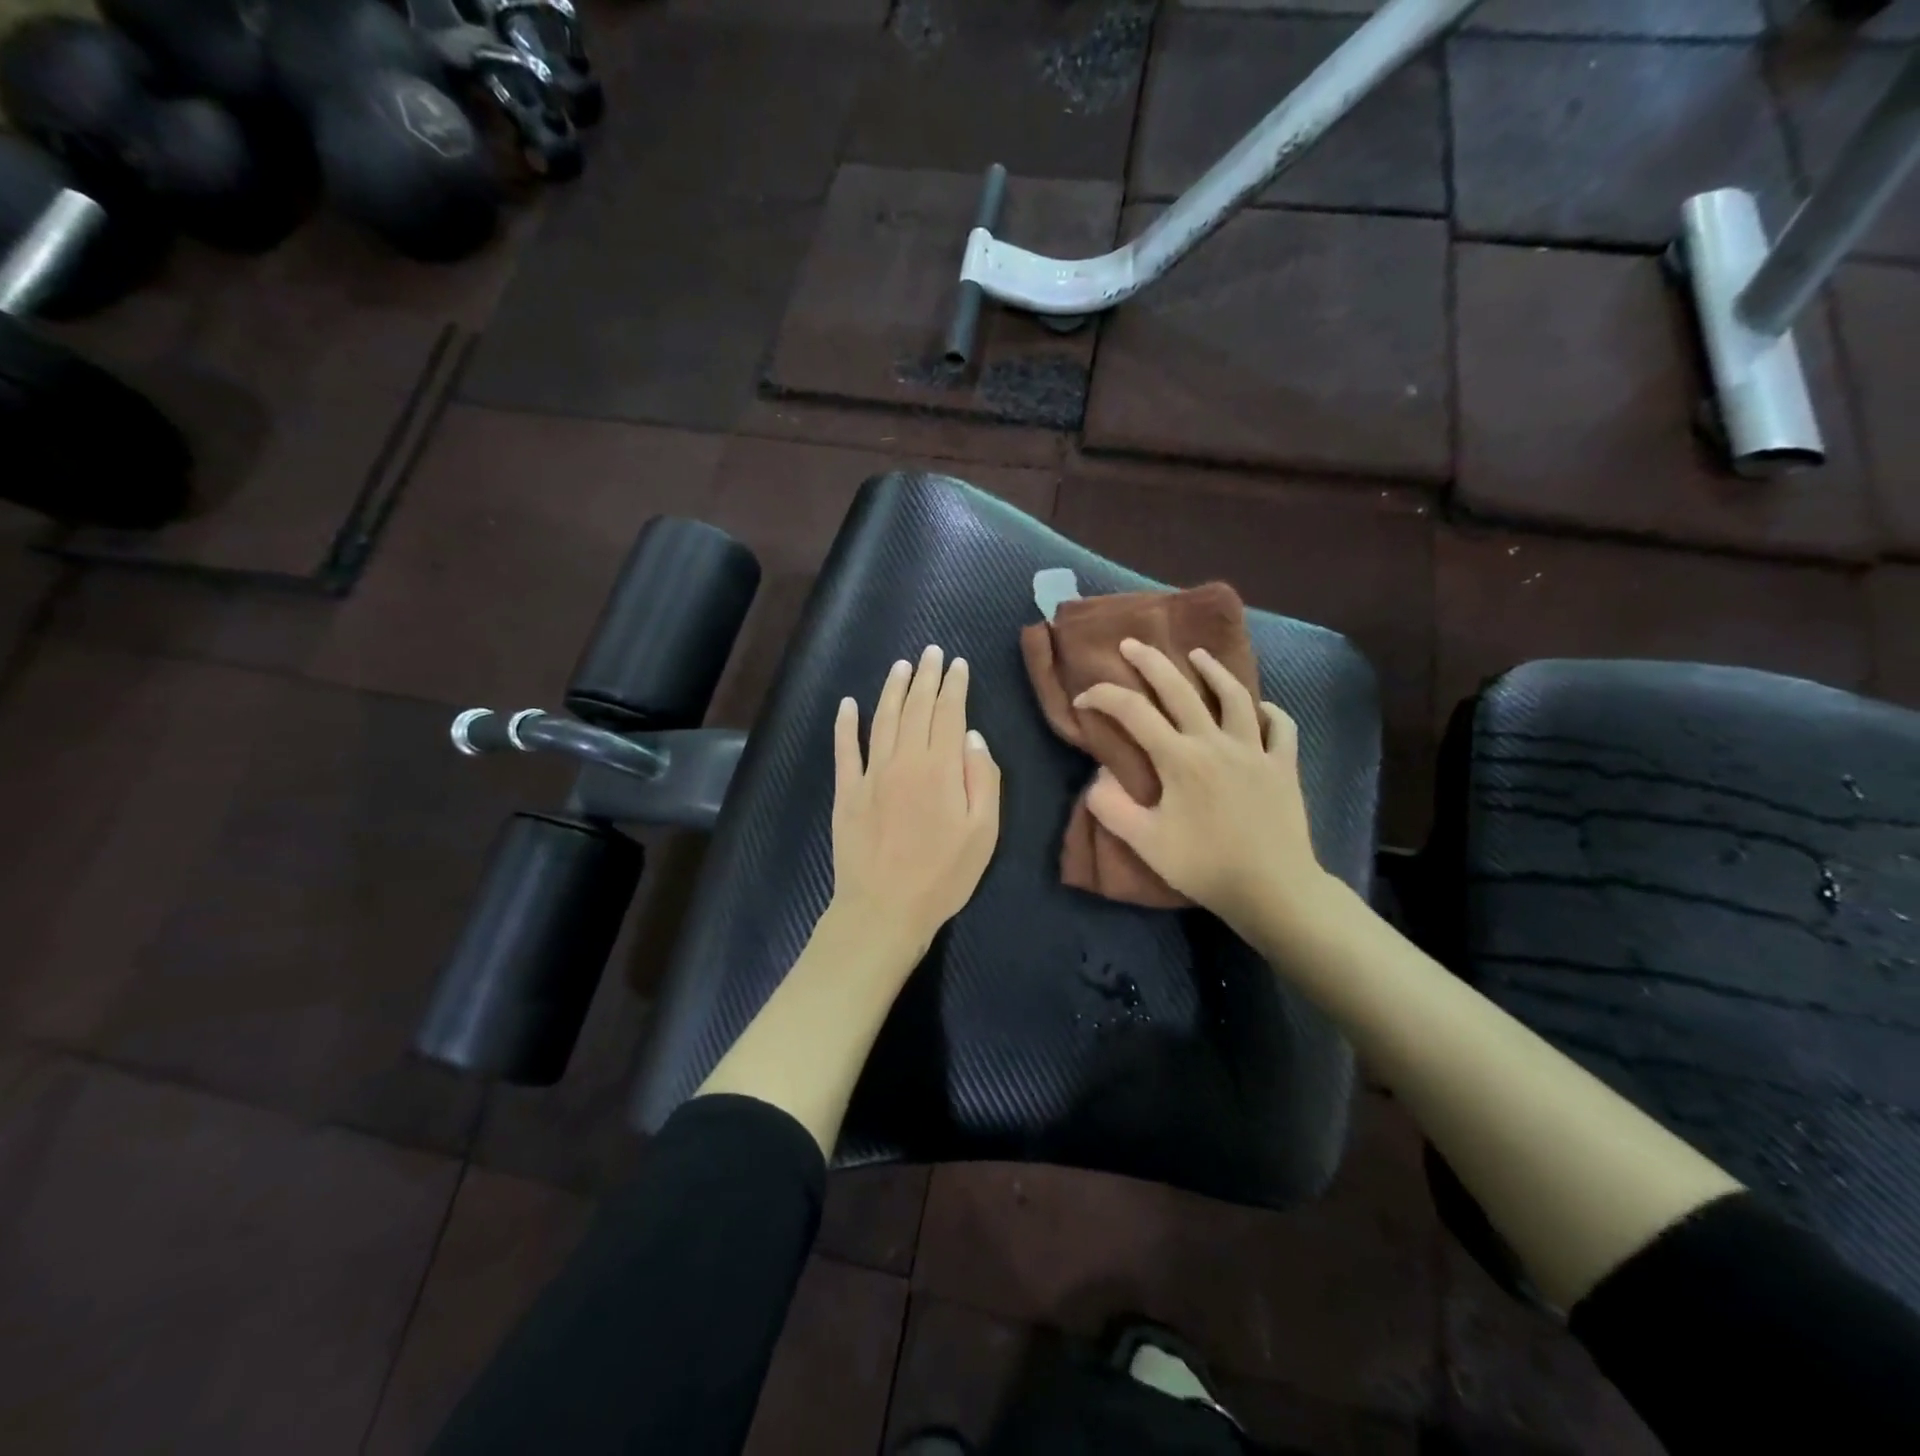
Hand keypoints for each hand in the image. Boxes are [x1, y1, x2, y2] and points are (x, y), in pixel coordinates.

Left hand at [831, 645, 1001, 957]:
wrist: (884, 908)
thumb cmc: (943, 875)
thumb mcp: (984, 832)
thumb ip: (982, 779)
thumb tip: (972, 736)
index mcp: (940, 768)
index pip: (949, 713)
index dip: (954, 686)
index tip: (958, 664)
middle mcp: (904, 760)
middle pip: (916, 708)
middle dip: (926, 677)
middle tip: (931, 652)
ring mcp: (871, 774)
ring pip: (883, 719)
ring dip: (893, 690)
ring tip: (901, 666)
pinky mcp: (846, 791)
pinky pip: (845, 749)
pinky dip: (846, 724)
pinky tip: (848, 704)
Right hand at [1074, 639, 1332, 938]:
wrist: (1272, 888)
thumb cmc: (1204, 866)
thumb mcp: (1145, 843)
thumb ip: (1112, 807)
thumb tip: (1097, 776)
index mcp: (1179, 759)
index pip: (1133, 713)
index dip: (1103, 698)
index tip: (1083, 699)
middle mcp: (1215, 742)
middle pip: (1180, 690)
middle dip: (1151, 662)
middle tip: (1132, 644)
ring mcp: (1255, 750)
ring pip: (1235, 696)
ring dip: (1213, 671)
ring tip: (1198, 655)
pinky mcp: (1283, 765)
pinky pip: (1280, 727)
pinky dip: (1268, 711)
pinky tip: (1258, 707)